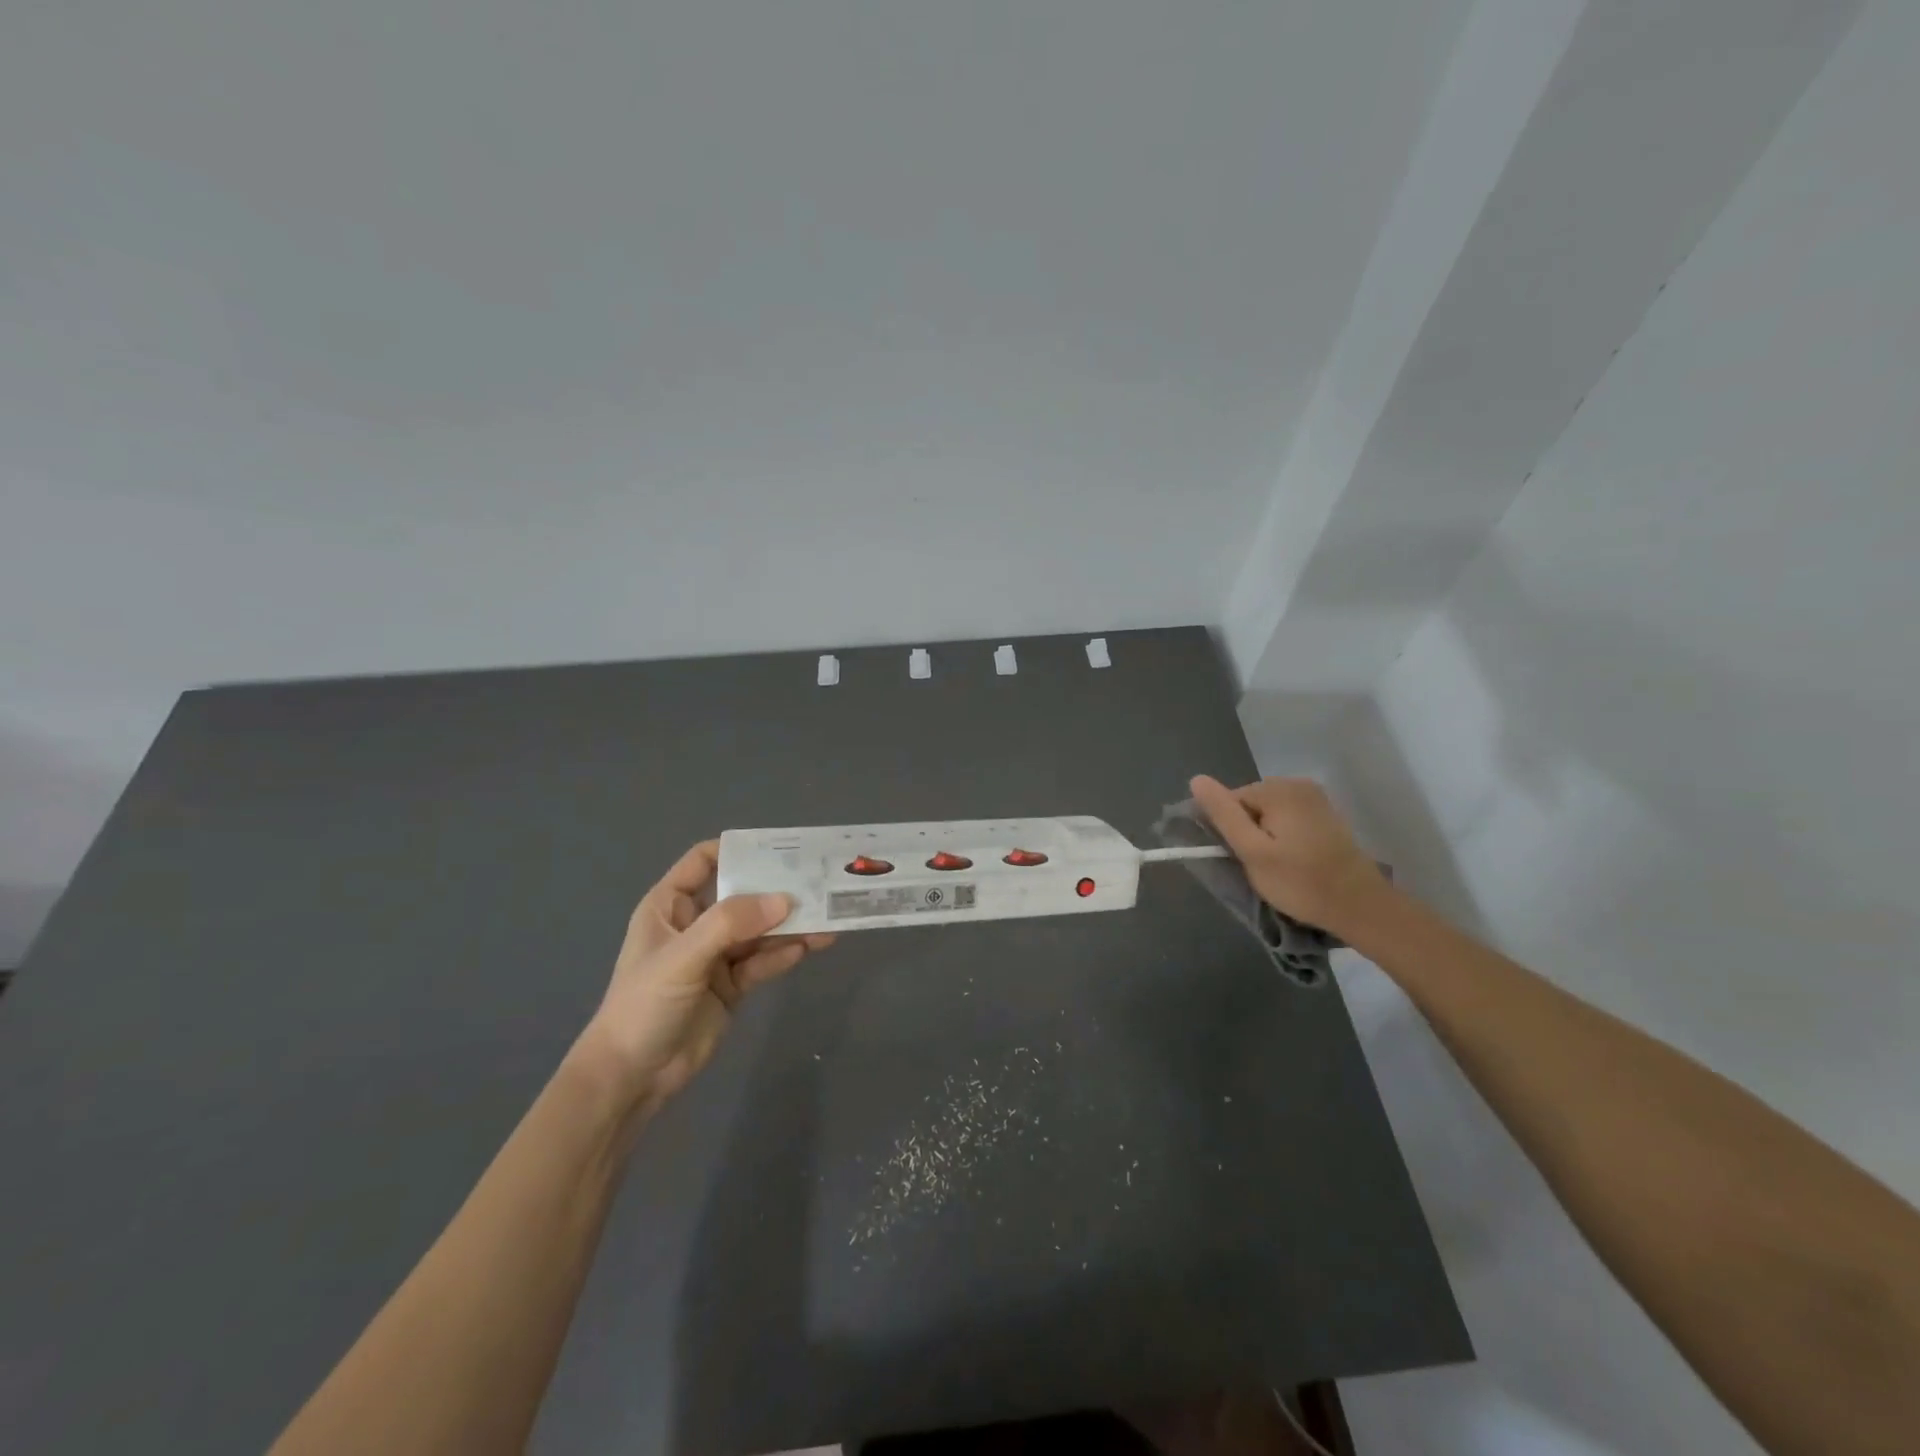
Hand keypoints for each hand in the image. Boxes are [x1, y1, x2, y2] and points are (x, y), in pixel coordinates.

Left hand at [576, 841, 834, 1110]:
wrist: (632, 1078)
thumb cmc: (644, 1005)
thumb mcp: (683, 957)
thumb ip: (730, 924)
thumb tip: (784, 899)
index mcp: (671, 905)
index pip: (705, 861)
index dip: (739, 849)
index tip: (780, 847)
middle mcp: (695, 924)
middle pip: (742, 895)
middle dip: (776, 889)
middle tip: (817, 881)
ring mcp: (715, 956)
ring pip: (758, 930)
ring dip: (789, 925)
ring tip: (827, 918)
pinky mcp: (732, 986)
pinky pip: (762, 962)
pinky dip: (784, 954)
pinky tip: (808, 948)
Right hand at [1189, 775, 1391, 937]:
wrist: (1360, 906)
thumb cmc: (1300, 882)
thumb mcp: (1252, 851)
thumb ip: (1223, 815)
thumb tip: (1196, 780)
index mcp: (1277, 789)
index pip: (1229, 801)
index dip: (1230, 831)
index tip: (1244, 858)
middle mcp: (1297, 783)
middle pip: (1249, 804)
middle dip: (1249, 832)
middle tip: (1263, 865)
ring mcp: (1315, 797)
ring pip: (1267, 813)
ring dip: (1266, 836)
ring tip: (1280, 865)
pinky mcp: (1326, 813)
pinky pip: (1288, 818)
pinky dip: (1284, 836)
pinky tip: (1296, 859)